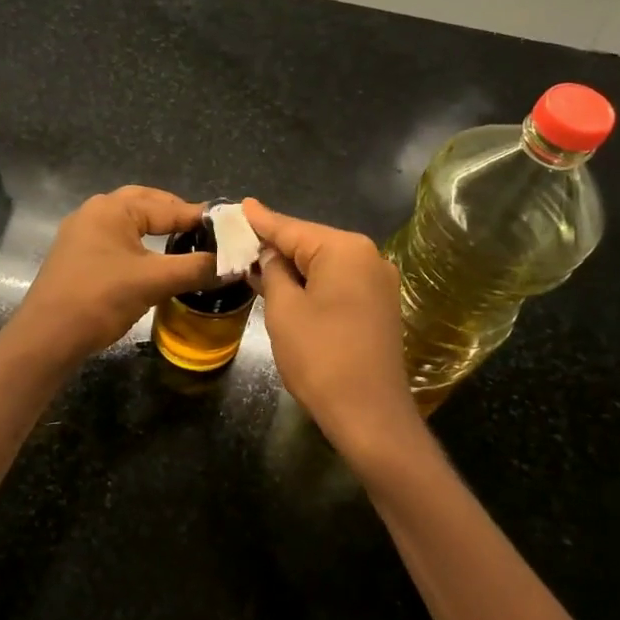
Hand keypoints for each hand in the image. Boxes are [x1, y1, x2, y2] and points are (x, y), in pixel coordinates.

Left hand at [11, 187, 216, 366]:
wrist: (47, 337)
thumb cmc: (100, 299)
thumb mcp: (154, 282)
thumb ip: (196, 268)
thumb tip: (235, 264)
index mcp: (112, 208)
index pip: (168, 206)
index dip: (200, 218)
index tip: (231, 229)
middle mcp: (94, 212)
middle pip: (146, 205)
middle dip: (176, 217)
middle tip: (207, 234)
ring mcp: (81, 234)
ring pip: (129, 224)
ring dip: (157, 231)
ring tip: (185, 246)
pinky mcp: (76, 257)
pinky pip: (116, 242)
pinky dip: (139, 247)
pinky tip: (153, 263)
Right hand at [244, 198, 423, 458]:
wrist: (369, 414)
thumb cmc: (320, 357)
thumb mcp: (284, 310)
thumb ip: (273, 272)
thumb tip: (269, 254)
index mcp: (345, 250)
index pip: (292, 229)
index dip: (262, 221)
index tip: (240, 205)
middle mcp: (368, 257)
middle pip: (311, 243)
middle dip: (276, 245)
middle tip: (240, 238)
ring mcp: (378, 283)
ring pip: (325, 264)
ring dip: (293, 267)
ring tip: (256, 261)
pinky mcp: (379, 306)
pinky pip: (338, 283)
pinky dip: (312, 283)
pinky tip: (288, 286)